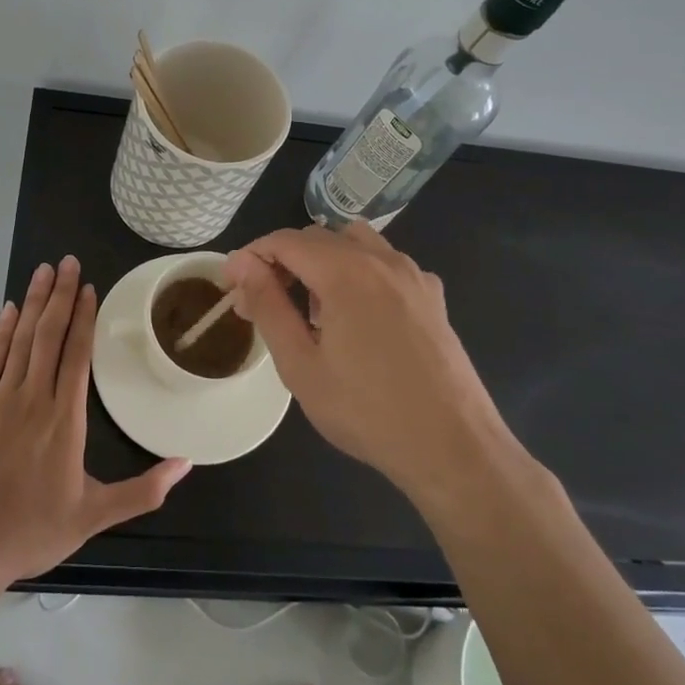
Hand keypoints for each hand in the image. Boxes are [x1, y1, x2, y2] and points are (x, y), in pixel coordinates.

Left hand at [0, 256, 189, 583]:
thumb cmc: (33, 530)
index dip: (84, 317)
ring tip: (44, 271)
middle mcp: (35, 398)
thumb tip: (186, 464)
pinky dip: (2, 331)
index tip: (89, 288)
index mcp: (65, 419)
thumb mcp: (95, 516)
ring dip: (35, 302)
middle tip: (68, 262)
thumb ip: (142, 490)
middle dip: (61, 295)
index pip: (77, 355)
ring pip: (22, 339)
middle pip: (50, 335)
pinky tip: (10, 309)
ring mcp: (1, 399)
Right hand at [224, 224, 517, 502]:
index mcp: (344, 271)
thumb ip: (268, 306)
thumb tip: (242, 265)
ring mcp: (412, 274)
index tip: (231, 285)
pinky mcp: (432, 296)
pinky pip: (386, 263)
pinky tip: (359, 314)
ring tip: (312, 306)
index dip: (251, 256)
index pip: (284, 241)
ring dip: (323, 260)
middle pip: (318, 237)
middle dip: (283, 260)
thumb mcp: (300, 365)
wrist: (453, 447)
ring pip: (355, 242)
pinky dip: (360, 272)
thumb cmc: (367, 410)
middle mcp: (380, 259)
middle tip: (263, 302)